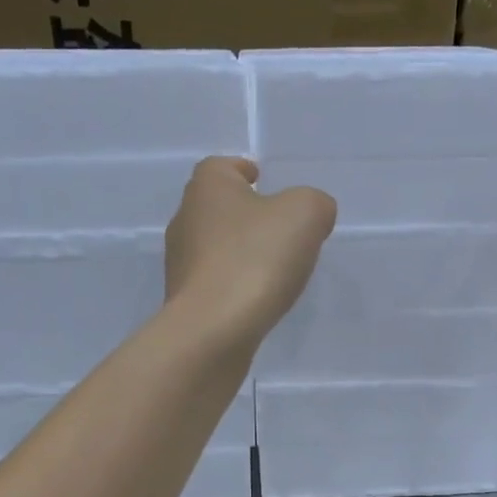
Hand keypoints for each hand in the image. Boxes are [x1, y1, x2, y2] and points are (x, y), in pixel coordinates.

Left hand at [164, 157, 336, 340]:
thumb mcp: (305, 215)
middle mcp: (185, 218)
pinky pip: (215, 282)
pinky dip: (234, 283)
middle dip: (245, 213)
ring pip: (215, 246)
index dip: (245, 171)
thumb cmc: (255, 259)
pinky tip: (256, 298)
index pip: (223, 167)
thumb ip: (315, 204)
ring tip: (273, 268)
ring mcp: (180, 263)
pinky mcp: (184, 300)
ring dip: (240, 251)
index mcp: (208, 187)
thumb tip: (314, 214)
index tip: (263, 180)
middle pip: (218, 207)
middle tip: (280, 228)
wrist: (213, 330)